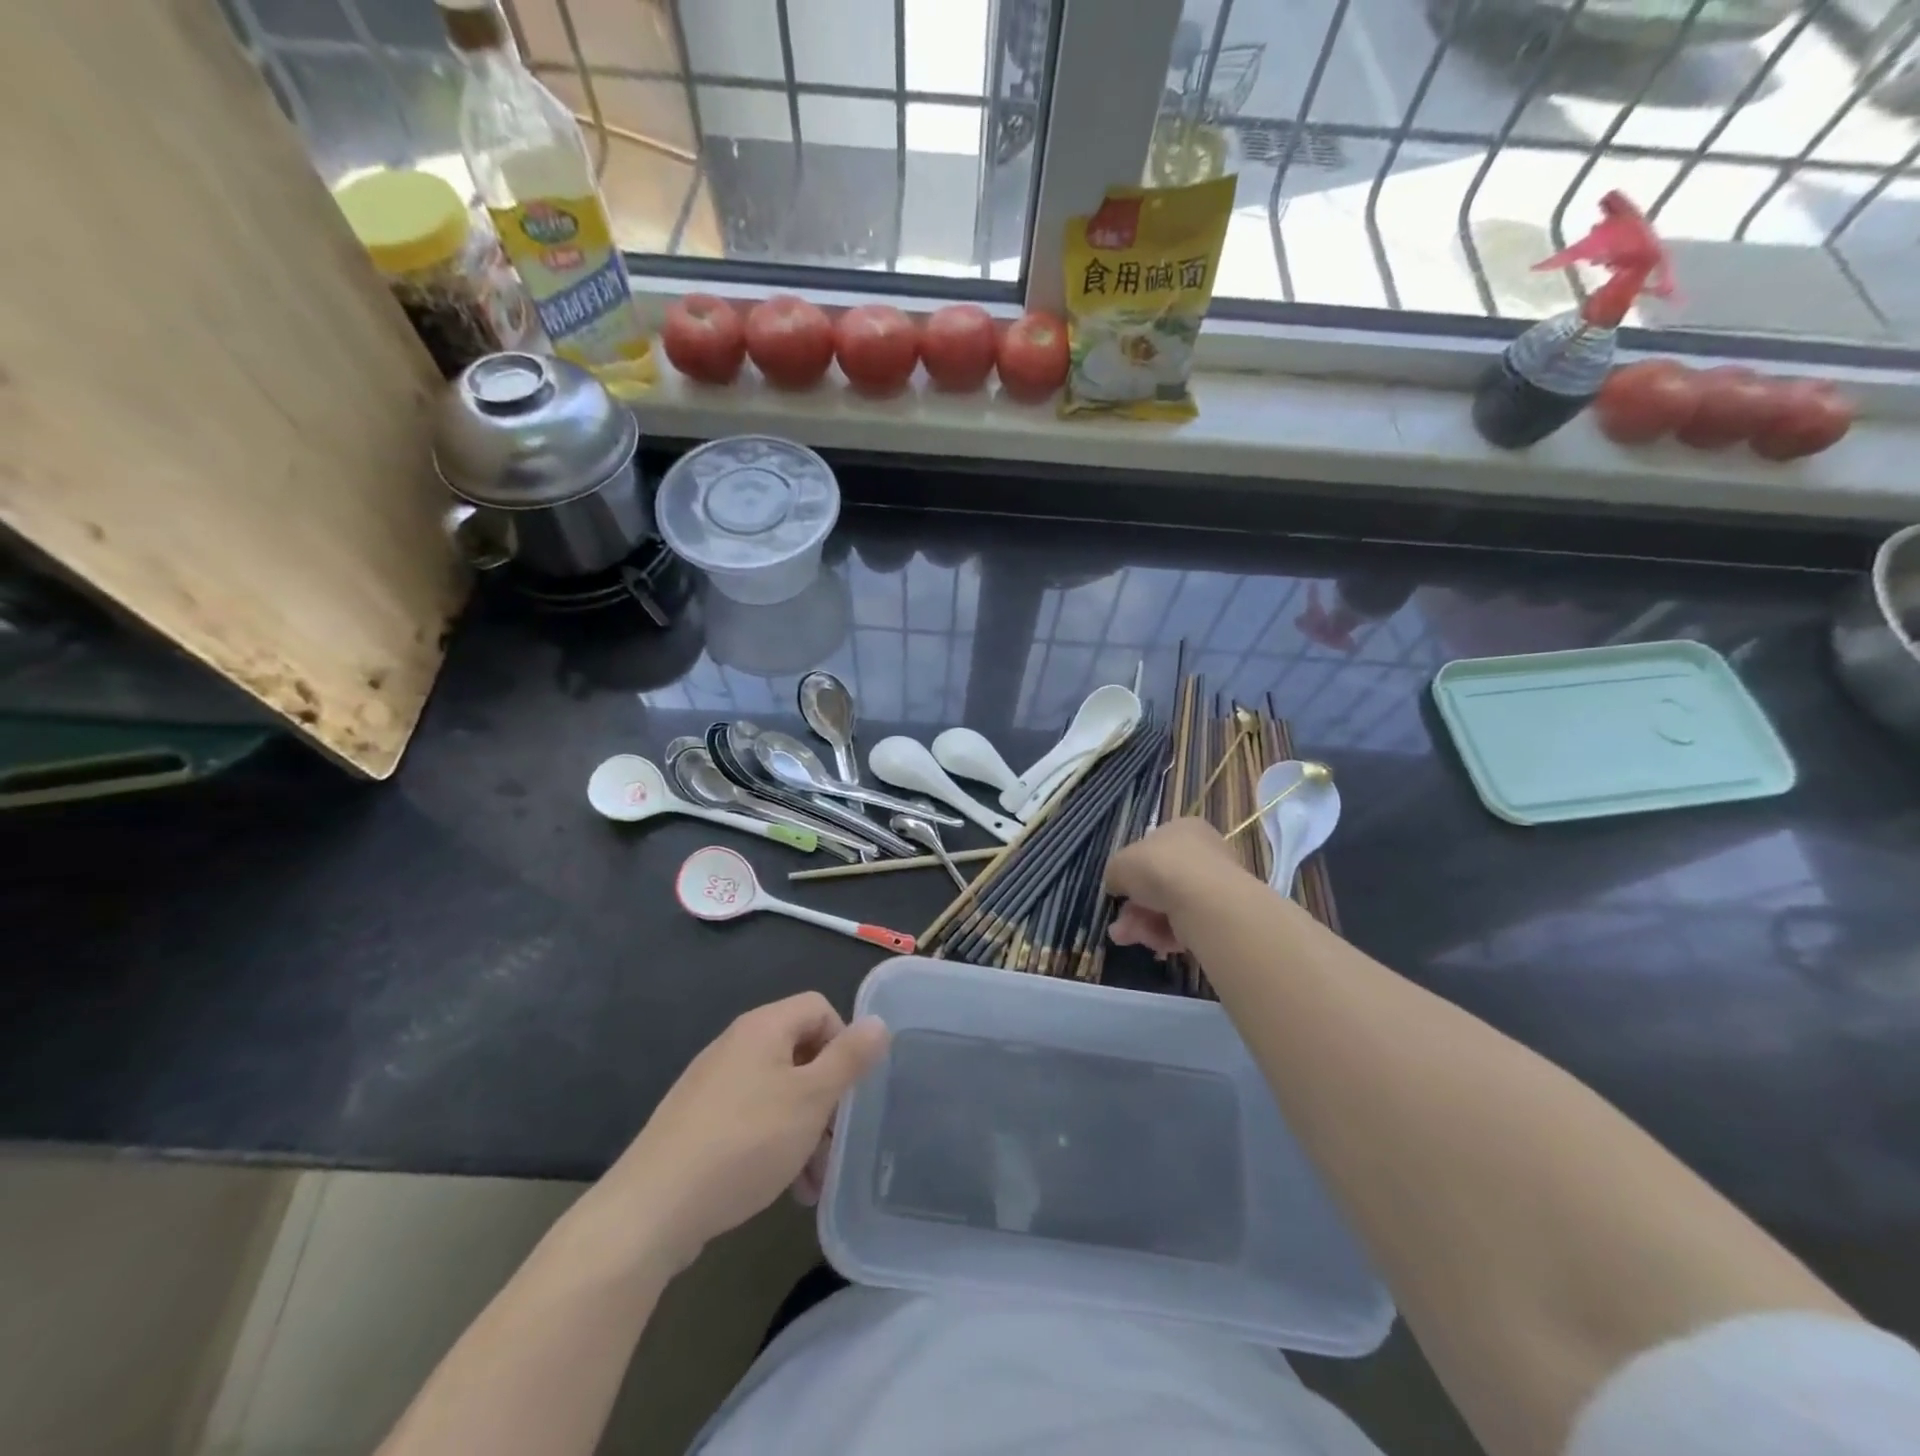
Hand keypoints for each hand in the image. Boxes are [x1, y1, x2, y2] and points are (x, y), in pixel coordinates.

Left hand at [603, 993, 888, 1272]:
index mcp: (763, 1027)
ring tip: (813, 1183)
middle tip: (837, 1144)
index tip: (850, 1088)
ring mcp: (713, 1085)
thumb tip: (879, 1022)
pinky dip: (774, 1145)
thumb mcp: (811, 1099)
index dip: (843, 1041)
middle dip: (826, 1099)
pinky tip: (783, 1190)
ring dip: (804, 1131)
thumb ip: (849, 1059)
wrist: (653, 1208)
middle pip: (800, 1054)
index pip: (819, 1007)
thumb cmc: (745, 1142)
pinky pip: (751, 1120)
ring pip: (778, 1094)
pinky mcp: (698, 1123)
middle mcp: (737, 1045)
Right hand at [1104, 817, 1248, 955]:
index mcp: (1183, 829)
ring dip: (1143, 924)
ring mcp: (1215, 886)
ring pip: (1170, 907)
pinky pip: (1186, 925)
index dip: (1132, 870)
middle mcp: (1203, 853)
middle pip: (1159, 883)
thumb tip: (1117, 884)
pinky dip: (1165, 935)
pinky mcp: (1221, 916)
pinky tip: (1153, 943)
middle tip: (1118, 925)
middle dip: (1134, 907)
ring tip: (1126, 938)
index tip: (1119, 890)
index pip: (1153, 848)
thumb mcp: (1120, 864)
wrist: (1205, 901)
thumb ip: (1115, 873)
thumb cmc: (1159, 868)